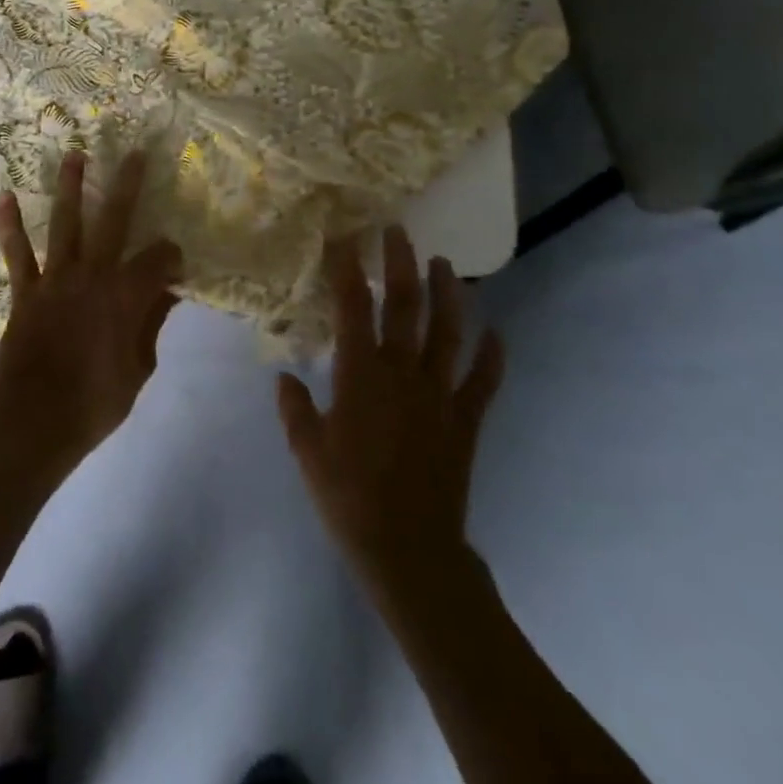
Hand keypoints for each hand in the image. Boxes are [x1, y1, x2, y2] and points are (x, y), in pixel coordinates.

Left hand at [0, 150, 182, 473]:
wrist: (34, 421)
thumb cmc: (94, 403)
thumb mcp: (138, 370)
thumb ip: (150, 325)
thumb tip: (167, 293)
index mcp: (126, 296)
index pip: (159, 259)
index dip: (171, 255)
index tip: (176, 261)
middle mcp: (93, 275)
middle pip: (114, 220)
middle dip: (127, 185)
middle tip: (135, 154)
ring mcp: (56, 278)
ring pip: (66, 223)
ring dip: (70, 187)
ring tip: (74, 154)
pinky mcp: (25, 290)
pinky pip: (17, 252)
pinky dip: (10, 224)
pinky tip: (5, 196)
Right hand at [278, 226, 504, 603]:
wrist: (409, 550)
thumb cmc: (350, 498)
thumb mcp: (307, 452)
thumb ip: (294, 408)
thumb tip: (284, 377)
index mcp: (360, 375)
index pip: (352, 308)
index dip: (347, 270)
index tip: (344, 239)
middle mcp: (402, 372)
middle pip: (405, 306)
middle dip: (401, 264)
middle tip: (398, 232)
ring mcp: (439, 394)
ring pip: (449, 332)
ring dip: (449, 295)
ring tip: (445, 265)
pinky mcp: (465, 420)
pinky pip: (483, 382)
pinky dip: (492, 356)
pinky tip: (497, 334)